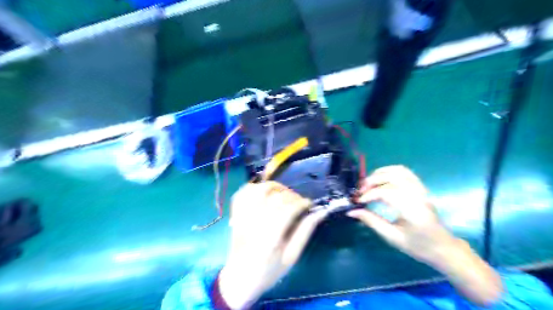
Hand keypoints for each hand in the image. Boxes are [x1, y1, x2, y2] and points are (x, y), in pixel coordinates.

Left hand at [217, 181, 326, 307]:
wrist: (240, 278)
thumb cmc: (269, 270)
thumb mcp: (291, 256)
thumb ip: (305, 232)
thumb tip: (319, 213)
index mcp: (271, 237)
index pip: (289, 209)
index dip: (302, 202)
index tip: (309, 204)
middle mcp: (255, 223)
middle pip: (276, 198)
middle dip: (292, 195)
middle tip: (298, 201)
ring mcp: (242, 217)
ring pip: (259, 190)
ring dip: (274, 187)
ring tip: (283, 193)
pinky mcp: (236, 215)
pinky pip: (242, 193)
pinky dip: (254, 188)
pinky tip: (263, 192)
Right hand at [349, 165, 504, 306]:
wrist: (442, 247)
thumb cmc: (418, 246)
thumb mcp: (392, 237)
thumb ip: (371, 221)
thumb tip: (351, 211)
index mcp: (414, 211)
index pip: (388, 193)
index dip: (370, 194)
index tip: (358, 202)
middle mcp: (419, 196)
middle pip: (392, 178)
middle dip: (372, 181)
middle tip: (360, 192)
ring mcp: (421, 190)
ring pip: (398, 171)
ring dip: (379, 174)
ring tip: (368, 183)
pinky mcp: (421, 187)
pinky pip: (405, 172)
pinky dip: (389, 171)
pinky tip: (380, 179)